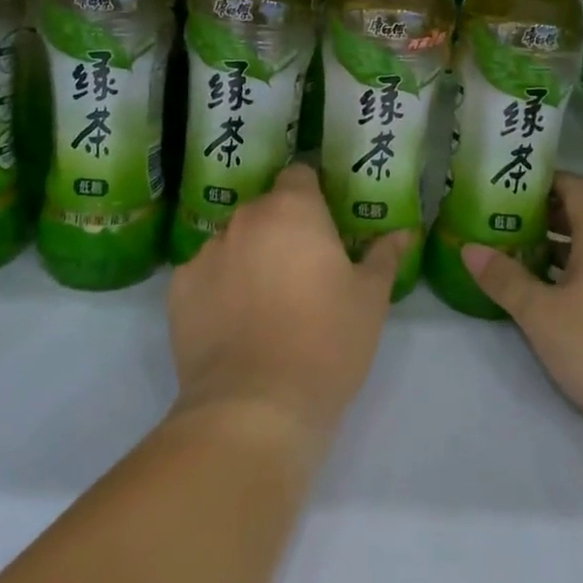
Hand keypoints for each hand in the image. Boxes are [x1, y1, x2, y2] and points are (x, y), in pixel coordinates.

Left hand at [167, 164, 409, 453]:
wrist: (254, 408)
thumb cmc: (326, 342)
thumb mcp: (370, 300)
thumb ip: (384, 257)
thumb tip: (404, 232)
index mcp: (293, 209)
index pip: (299, 174)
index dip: (314, 194)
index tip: (326, 225)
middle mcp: (245, 219)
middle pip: (266, 209)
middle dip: (283, 229)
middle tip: (303, 270)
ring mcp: (206, 252)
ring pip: (234, 241)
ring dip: (249, 257)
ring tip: (265, 303)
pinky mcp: (178, 289)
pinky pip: (205, 274)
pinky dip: (218, 288)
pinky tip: (233, 324)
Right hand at [463, 173, 582, 455]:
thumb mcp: (544, 315)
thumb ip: (506, 280)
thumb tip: (469, 249)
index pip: (574, 186)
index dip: (541, 181)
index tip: (506, 186)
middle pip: (581, 215)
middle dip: (541, 215)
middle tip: (500, 221)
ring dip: (555, 247)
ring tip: (515, 255)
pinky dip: (573, 272)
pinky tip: (549, 295)